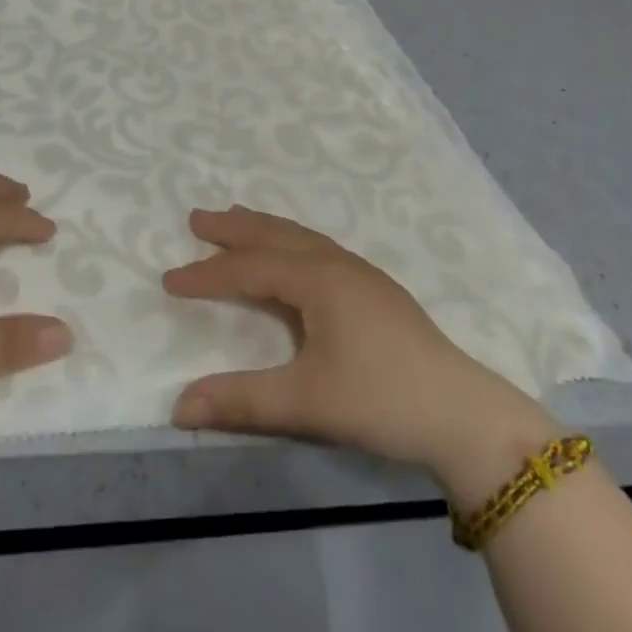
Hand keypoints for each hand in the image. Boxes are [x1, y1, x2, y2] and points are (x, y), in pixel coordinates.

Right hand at [164, 207, 558, 503]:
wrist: (462, 414)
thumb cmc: (380, 399)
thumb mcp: (305, 402)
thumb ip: (241, 401)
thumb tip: (177, 406)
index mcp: (317, 279)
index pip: (249, 269)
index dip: (207, 274)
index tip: (168, 280)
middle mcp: (336, 264)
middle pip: (275, 235)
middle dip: (234, 227)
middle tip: (198, 217)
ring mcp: (361, 274)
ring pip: (301, 237)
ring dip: (264, 228)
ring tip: (237, 220)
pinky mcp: (376, 291)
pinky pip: (319, 248)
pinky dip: (290, 241)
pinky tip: (294, 255)